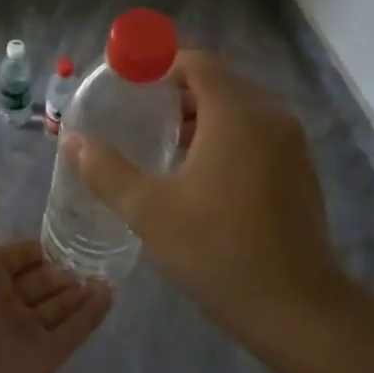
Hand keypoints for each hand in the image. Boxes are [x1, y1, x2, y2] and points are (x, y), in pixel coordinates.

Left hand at [0, 180, 112, 372]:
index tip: (66, 235)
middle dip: (63, 270)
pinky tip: (110, 293)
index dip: (38, 249)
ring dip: (80, 290)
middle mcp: (4, 305)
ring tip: (107, 270)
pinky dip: (91, 314)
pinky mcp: (47, 358)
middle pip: (41, 283)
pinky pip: (74, 332)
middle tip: (93, 254)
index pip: (17, 259)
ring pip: (59, 308)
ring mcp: (27, 334)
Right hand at [62, 50, 345, 340]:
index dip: (161, 64)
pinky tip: (203, 174)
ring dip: (202, 115)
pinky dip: (228, 135)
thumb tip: (72, 141)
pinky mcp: (301, 170)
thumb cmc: (219, 251)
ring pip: (240, 108)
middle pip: (219, 82)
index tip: (130, 84)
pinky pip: (257, 132)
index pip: (197, 62)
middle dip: (178, 91)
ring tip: (165, 145)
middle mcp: (269, 116)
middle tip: (140, 115)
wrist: (299, 310)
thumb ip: (106, 170)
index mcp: (236, 114)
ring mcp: (292, 144)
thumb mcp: (150, 211)